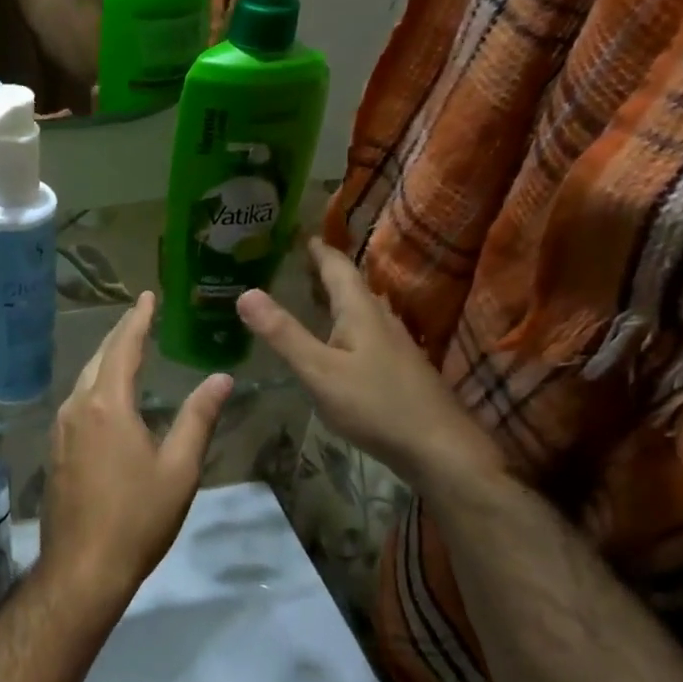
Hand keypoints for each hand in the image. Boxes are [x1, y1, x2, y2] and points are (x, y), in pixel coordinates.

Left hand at [41, 293, 233, 606]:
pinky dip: (94, 387)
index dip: (137, 320)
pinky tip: (106, 398)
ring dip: (105, 361)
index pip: (124, 348)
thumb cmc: (137, 518)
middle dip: (120, 335)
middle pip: (98, 359)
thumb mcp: (179, 468)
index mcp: (107, 405)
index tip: (147, 297)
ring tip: (126, 350)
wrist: (83, 567)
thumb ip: (198, 418)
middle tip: (139, 316)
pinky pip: (75, 404)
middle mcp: (76, 408)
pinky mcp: (54, 451)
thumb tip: (221, 378)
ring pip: (83, 381)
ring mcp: (60, 430)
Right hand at [236, 239, 501, 489]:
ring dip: (339, 298)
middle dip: (328, 272)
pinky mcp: (399, 368)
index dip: (320, 251)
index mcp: (360, 312)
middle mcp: (381, 320)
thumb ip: (283, 334)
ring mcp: (395, 345)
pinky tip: (341, 342)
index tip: (302, 235)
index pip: (339, 269)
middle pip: (353, 286)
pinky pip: (368, 332)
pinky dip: (348, 324)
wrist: (437, 446)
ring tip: (316, 296)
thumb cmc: (375, 404)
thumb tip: (245, 292)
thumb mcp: (318, 370)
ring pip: (363, 310)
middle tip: (302, 263)